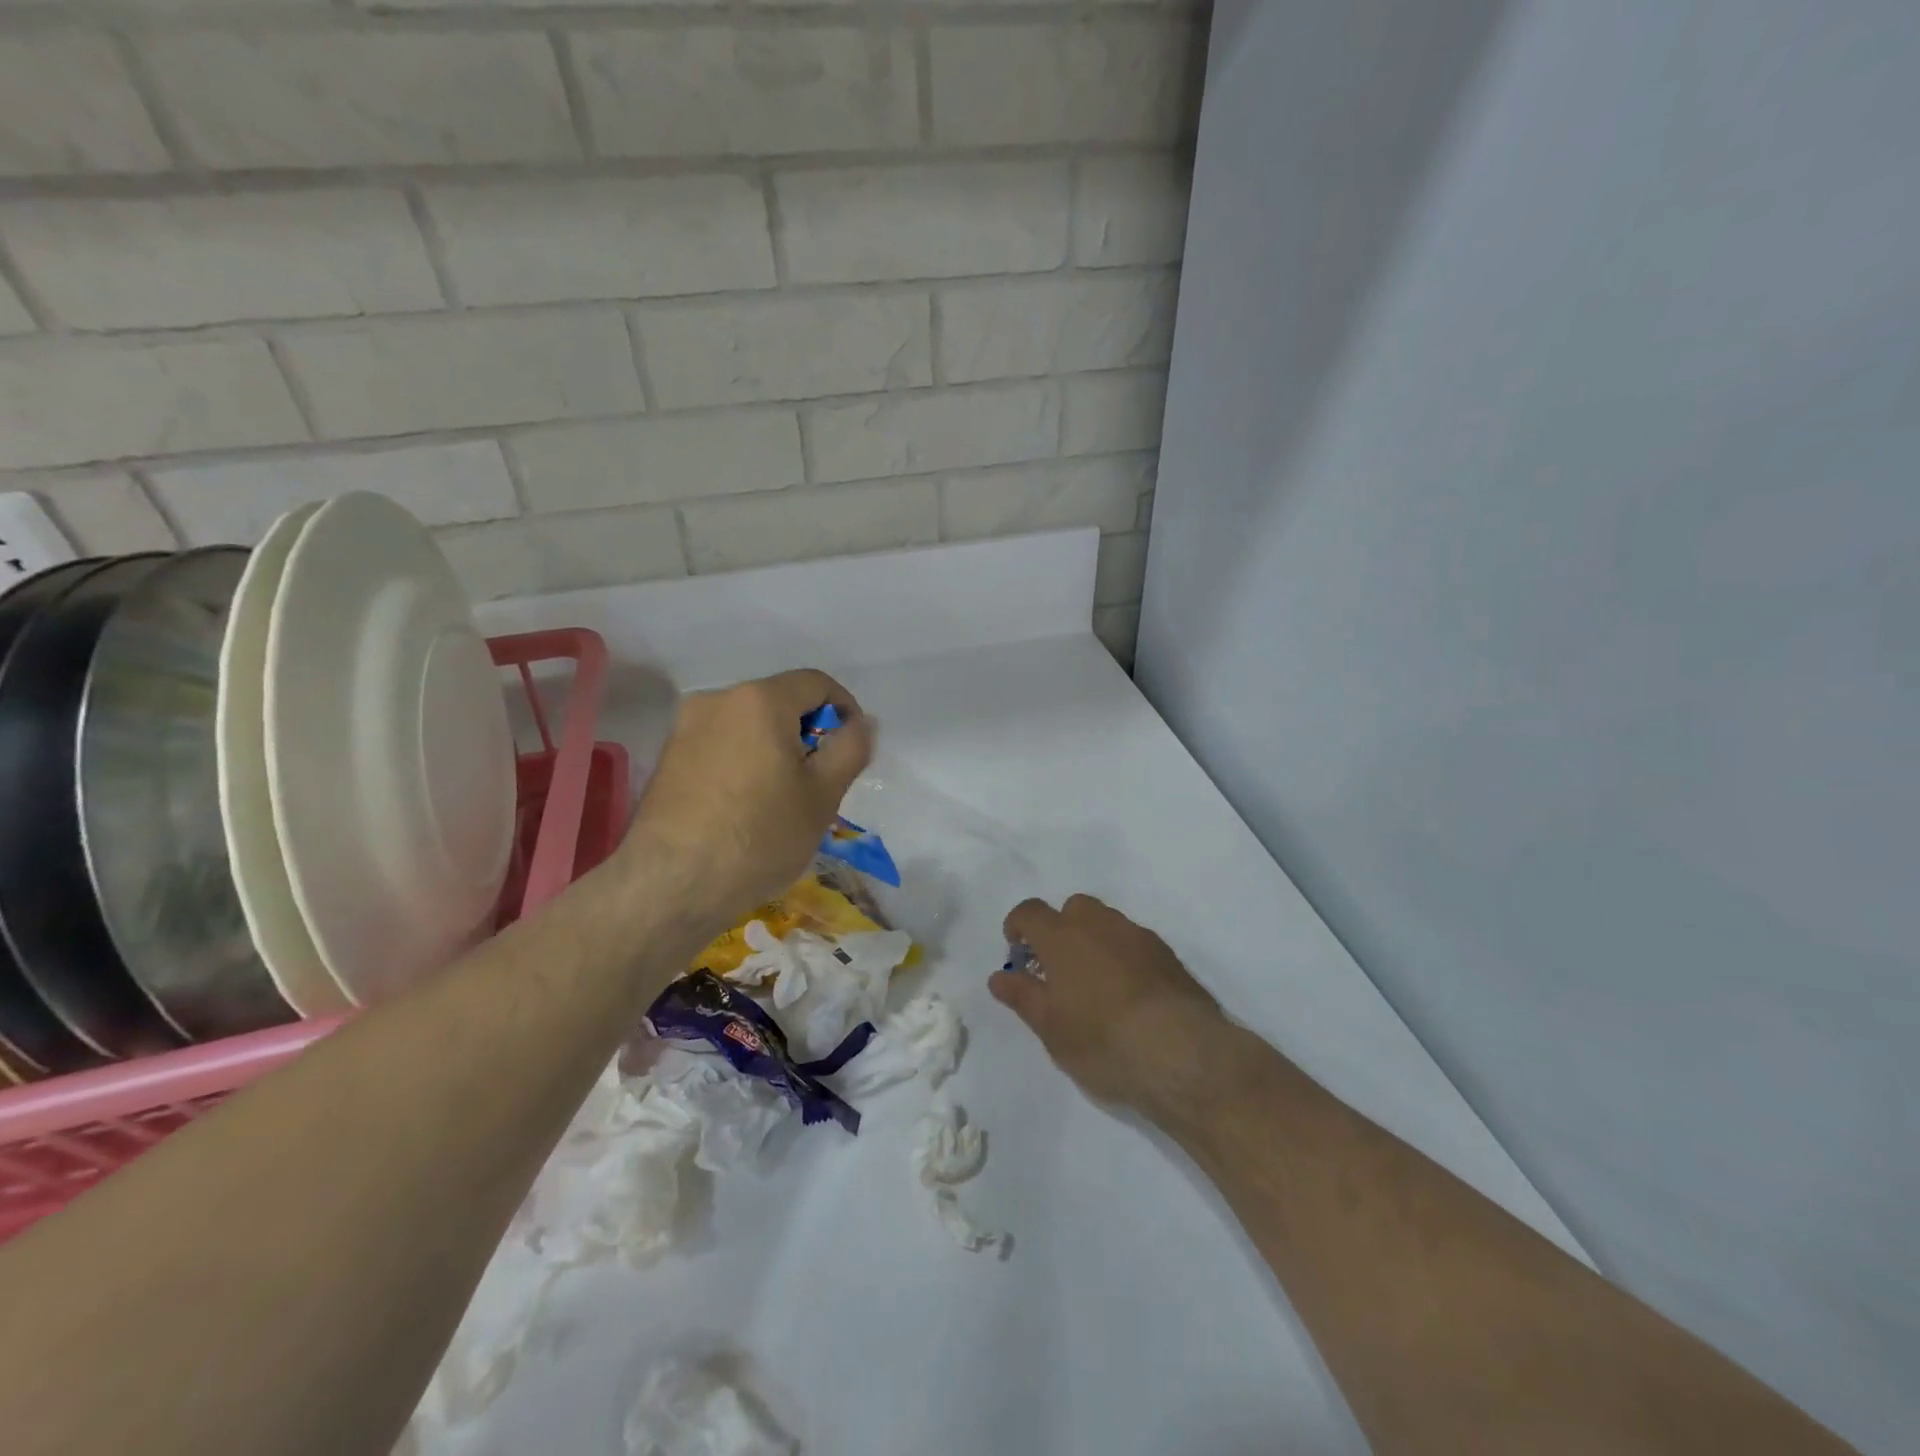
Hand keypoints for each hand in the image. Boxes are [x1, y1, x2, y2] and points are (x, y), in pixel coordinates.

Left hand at [626, 669, 873, 935]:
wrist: (671, 885)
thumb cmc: (760, 836)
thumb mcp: (823, 795)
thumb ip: (850, 747)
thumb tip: (861, 722)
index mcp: (760, 699)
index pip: (816, 683)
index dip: (844, 709)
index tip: (851, 750)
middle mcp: (717, 699)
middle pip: (780, 702)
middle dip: (807, 734)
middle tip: (820, 783)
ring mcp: (685, 727)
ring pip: (749, 725)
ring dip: (775, 749)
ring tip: (781, 800)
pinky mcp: (667, 757)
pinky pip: (721, 745)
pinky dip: (744, 762)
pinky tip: (745, 808)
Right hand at [991, 895, 1228, 1118]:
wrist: (1183, 1054)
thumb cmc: (1103, 1041)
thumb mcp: (1051, 1029)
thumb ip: (1023, 997)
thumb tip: (999, 976)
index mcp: (1063, 937)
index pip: (1031, 911)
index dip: (1019, 926)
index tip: (1017, 951)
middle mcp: (1100, 925)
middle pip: (1074, 908)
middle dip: (1061, 928)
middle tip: (1058, 968)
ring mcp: (1139, 936)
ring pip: (1108, 922)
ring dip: (1095, 940)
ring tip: (1095, 984)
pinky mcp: (1168, 955)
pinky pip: (1135, 943)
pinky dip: (1124, 956)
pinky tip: (1129, 993)